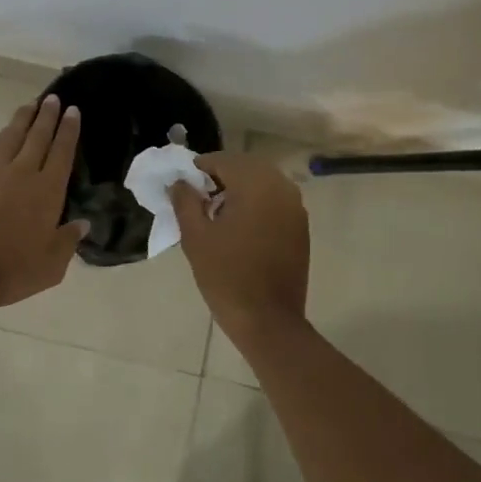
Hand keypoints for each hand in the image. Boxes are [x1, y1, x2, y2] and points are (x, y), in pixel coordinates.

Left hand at [0, 95, 89, 310]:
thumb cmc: (11, 271)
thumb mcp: (51, 265)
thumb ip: (68, 241)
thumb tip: (83, 224)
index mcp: (47, 190)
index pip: (63, 151)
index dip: (69, 129)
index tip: (73, 110)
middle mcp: (22, 173)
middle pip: (38, 136)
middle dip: (48, 115)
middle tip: (53, 98)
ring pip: (10, 136)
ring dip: (22, 119)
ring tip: (29, 105)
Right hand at [168, 152, 309, 348]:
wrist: (268, 320)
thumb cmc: (226, 276)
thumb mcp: (196, 237)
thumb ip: (185, 201)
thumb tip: (180, 182)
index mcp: (255, 184)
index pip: (223, 161)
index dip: (199, 170)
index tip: (183, 187)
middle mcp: (281, 187)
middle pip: (245, 167)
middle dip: (221, 177)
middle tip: (198, 199)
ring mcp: (295, 206)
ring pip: (262, 182)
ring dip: (239, 189)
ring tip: (217, 213)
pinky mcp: (300, 226)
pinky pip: (274, 200)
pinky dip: (256, 203)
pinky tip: (239, 226)